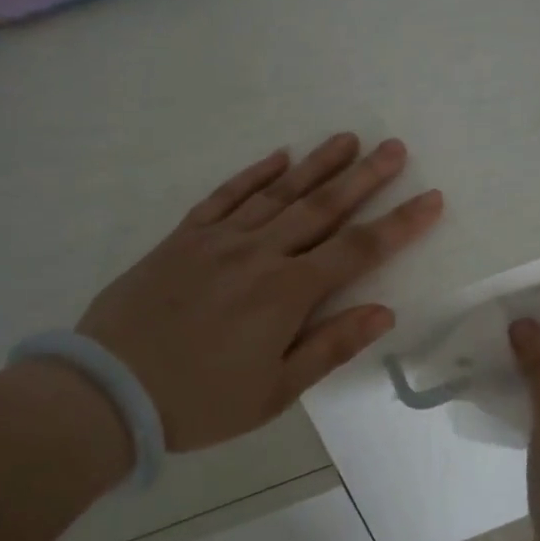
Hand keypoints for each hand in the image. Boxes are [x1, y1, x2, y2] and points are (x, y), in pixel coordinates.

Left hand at [78, 133, 443, 450]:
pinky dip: (254, 173)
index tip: (431, 199)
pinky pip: (225, 196)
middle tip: (395, 148)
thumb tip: (383, 312)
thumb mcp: (275, 391)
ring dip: (317, 164)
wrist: (108, 389)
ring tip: (348, 139)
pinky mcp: (183, 237)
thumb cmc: (200, 401)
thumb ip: (331, 346)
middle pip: (323, 207)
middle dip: (364, 177)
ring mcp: (219, 239)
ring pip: (278, 192)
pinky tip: (277, 156)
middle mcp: (259, 254)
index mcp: (287, 293)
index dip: (399, 224)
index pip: (358, 250)